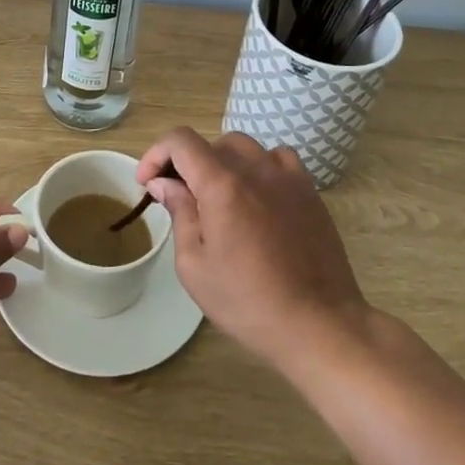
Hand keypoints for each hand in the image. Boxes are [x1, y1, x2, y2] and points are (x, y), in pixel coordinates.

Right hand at [138, 128, 370, 370]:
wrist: (318, 324)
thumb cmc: (248, 302)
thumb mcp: (195, 266)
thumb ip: (179, 213)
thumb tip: (164, 183)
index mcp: (221, 184)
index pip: (181, 141)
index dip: (156, 153)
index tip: (147, 182)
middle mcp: (254, 168)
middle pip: (211, 144)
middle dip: (187, 164)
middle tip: (179, 198)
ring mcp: (286, 175)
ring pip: (244, 148)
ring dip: (222, 163)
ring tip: (218, 197)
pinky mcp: (308, 190)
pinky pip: (277, 159)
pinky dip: (259, 168)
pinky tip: (257, 195)